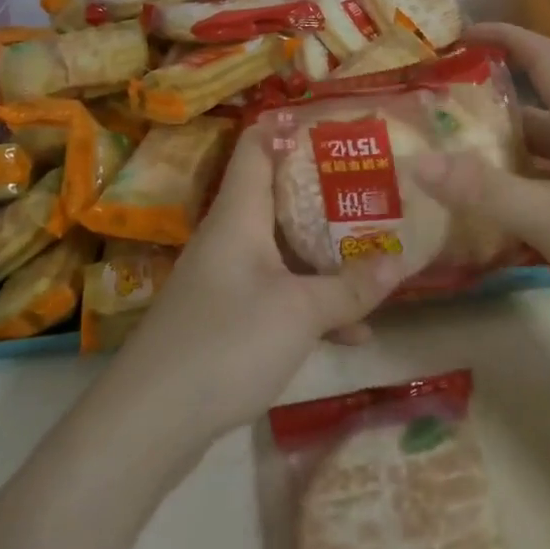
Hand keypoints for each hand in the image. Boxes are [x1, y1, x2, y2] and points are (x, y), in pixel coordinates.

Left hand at [112, 128, 408, 441]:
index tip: (341, 127)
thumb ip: (350, 288)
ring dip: (326, 252)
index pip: (258, 144)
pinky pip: (278, 292)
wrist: (149, 422)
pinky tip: (354, 330)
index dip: (294, 128)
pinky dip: (312, 301)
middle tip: (376, 187)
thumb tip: (400, 262)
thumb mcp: (299, 312)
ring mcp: (227, 278)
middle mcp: (231, 236)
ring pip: (284, 248)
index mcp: (240, 214)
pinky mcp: (227, 317)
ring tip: (377, 250)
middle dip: (328, 192)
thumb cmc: (226, 342)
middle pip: (280, 196)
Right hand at [408, 23, 549, 357]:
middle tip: (431, 121)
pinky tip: (490, 225)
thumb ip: (487, 192)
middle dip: (484, 111)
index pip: (542, 57)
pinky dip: (520, 201)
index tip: (457, 33)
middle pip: (533, 113)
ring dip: (499, 161)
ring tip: (446, 172)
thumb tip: (416, 161)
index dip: (502, 35)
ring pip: (540, 160)